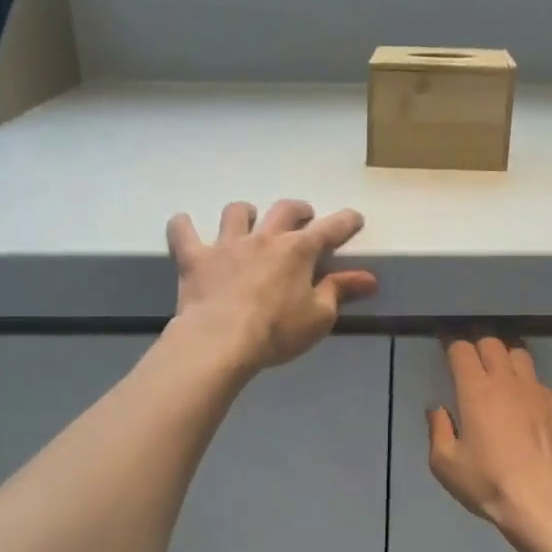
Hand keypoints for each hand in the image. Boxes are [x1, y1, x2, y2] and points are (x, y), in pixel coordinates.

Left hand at [165, 200, 377, 373]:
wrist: (221, 341)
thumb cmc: (277, 331)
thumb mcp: (319, 316)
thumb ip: (341, 291)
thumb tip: (369, 278)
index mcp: (298, 250)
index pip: (330, 229)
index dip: (345, 222)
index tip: (354, 219)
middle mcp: (263, 238)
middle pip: (284, 211)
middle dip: (298, 210)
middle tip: (304, 216)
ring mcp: (226, 245)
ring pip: (236, 214)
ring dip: (245, 213)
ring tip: (247, 219)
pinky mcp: (195, 258)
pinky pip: (183, 232)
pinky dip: (183, 226)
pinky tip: (184, 225)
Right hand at [428, 336, 551, 537]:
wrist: (540, 501)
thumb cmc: (487, 482)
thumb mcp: (445, 463)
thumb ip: (438, 430)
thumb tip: (437, 410)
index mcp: (475, 391)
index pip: (462, 351)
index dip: (451, 344)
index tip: (444, 347)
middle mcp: (506, 382)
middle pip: (492, 343)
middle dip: (477, 344)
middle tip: (468, 356)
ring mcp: (534, 392)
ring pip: (519, 354)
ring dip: (504, 355)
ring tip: (496, 368)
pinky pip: (536, 379)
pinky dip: (523, 378)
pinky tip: (519, 397)